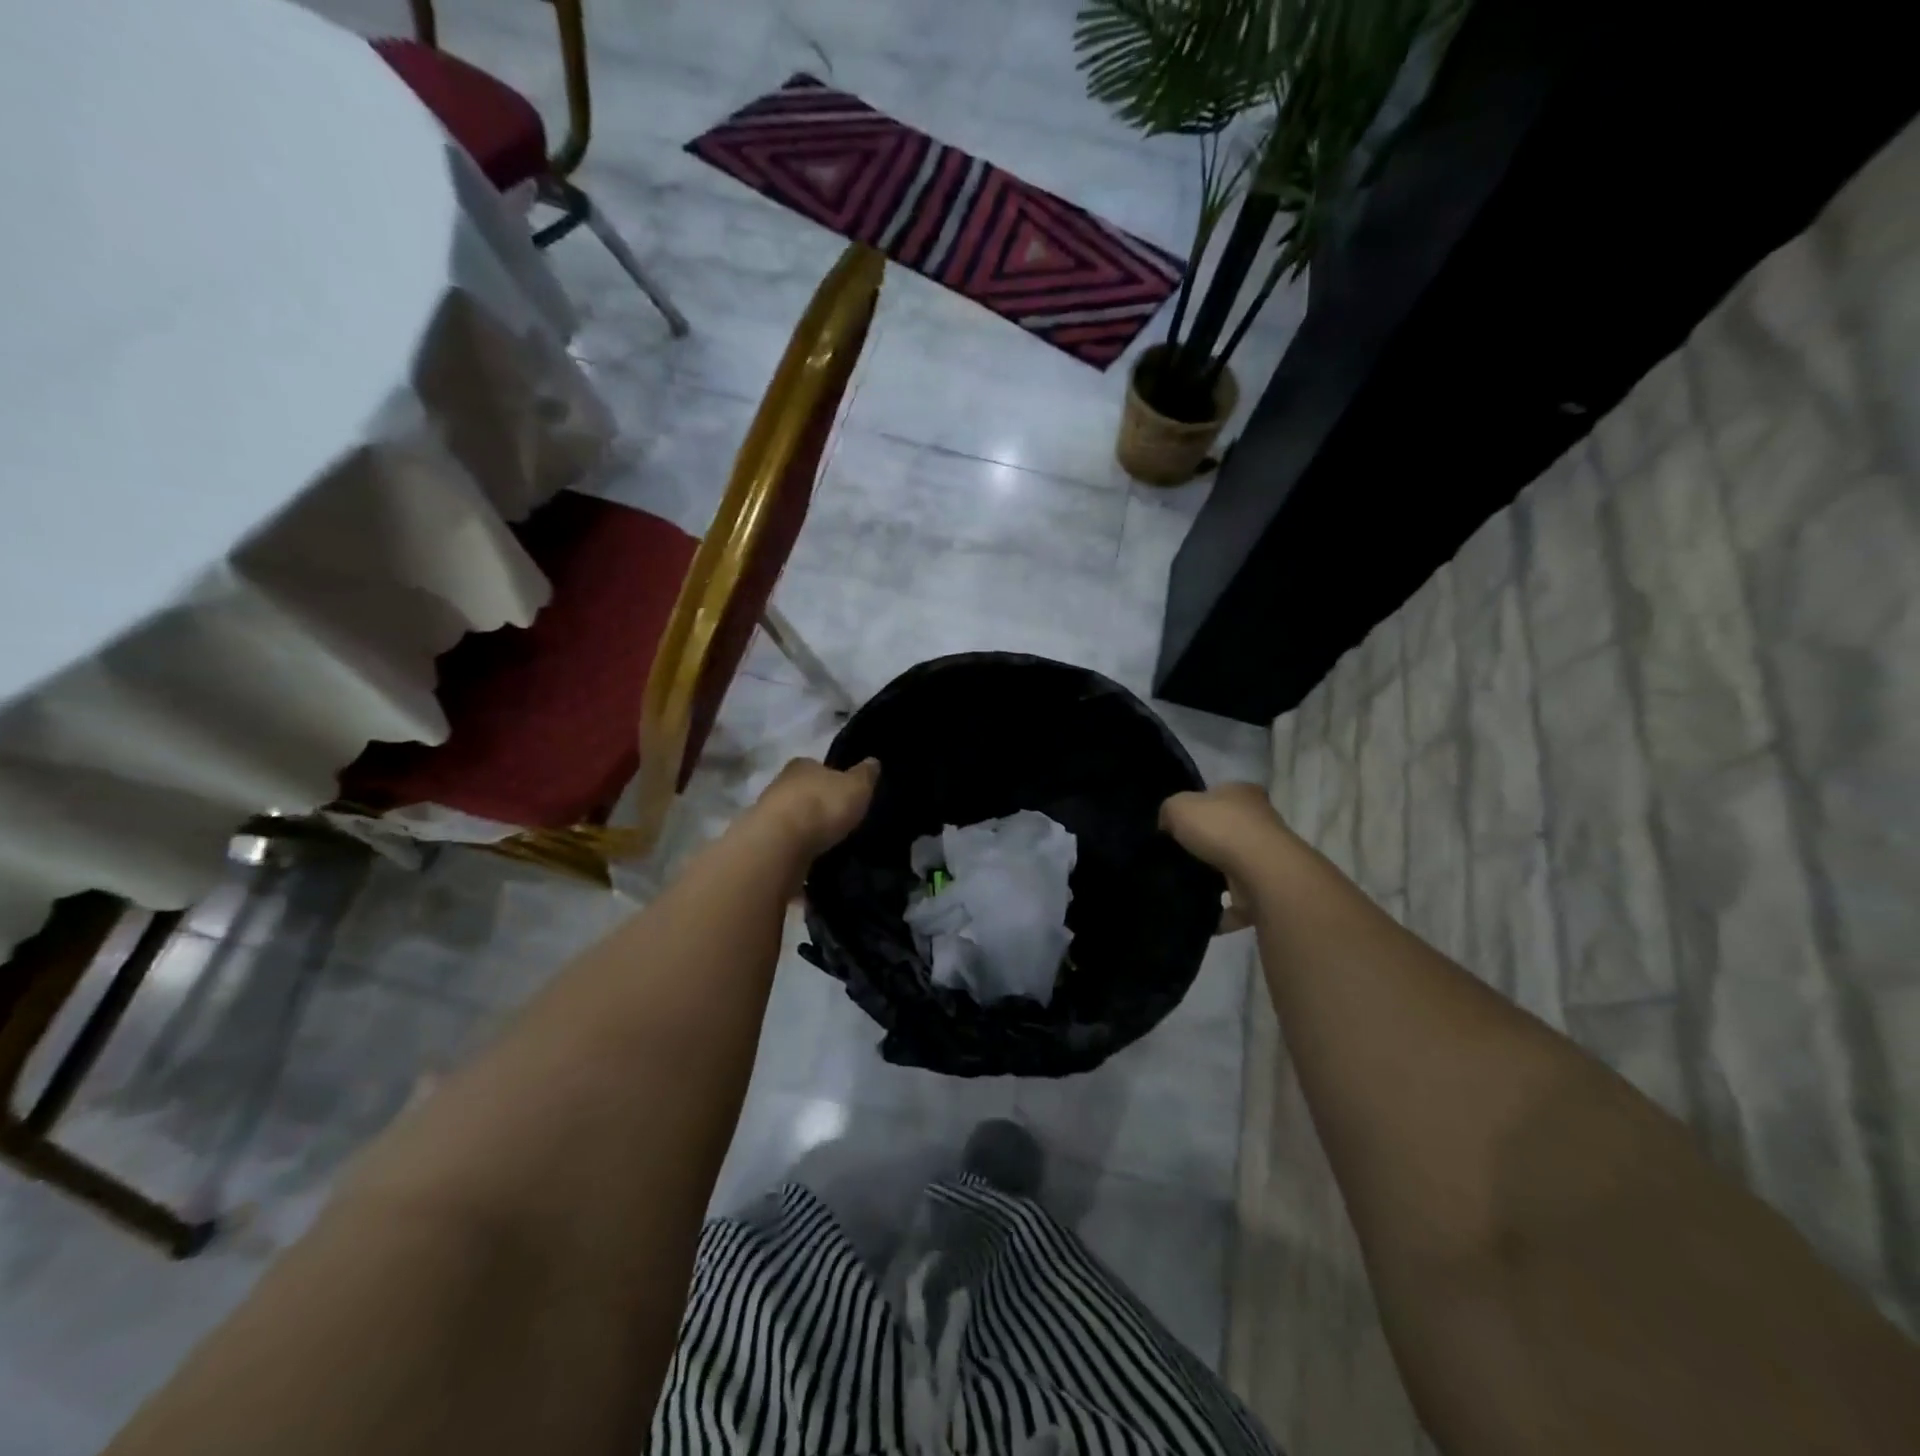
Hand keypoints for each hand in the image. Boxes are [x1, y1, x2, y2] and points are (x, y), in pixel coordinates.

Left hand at [747, 757, 878, 860]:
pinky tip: (809, 854)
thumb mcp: (856, 787)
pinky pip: (785, 839)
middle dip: (818, 802)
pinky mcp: (763, 839)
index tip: (845, 792)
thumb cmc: (822, 806)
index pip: (819, 767)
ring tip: (826, 840)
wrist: (780, 843)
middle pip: (804, 790)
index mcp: (803, 764)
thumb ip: (865, 774)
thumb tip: (873, 761)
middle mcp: (780, 782)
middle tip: (838, 817)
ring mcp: (767, 812)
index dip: (834, 778)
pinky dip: (797, 844)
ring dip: (805, 825)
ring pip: (792, 814)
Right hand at [1161, 782, 1289, 932]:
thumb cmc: (1220, 828)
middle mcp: (1261, 820)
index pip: (1220, 794)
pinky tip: (1202, 909)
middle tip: (1178, 855)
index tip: (1179, 824)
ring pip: (1234, 864)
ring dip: (1216, 876)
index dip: (1200, 806)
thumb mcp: (1178, 806)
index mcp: (1242, 793)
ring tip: (1186, 883)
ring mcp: (1267, 856)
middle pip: (1228, 829)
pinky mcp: (1267, 888)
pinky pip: (1238, 899)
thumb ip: (1169, 812)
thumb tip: (1167, 826)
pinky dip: (1222, 907)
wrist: (1260, 871)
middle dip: (1207, 843)